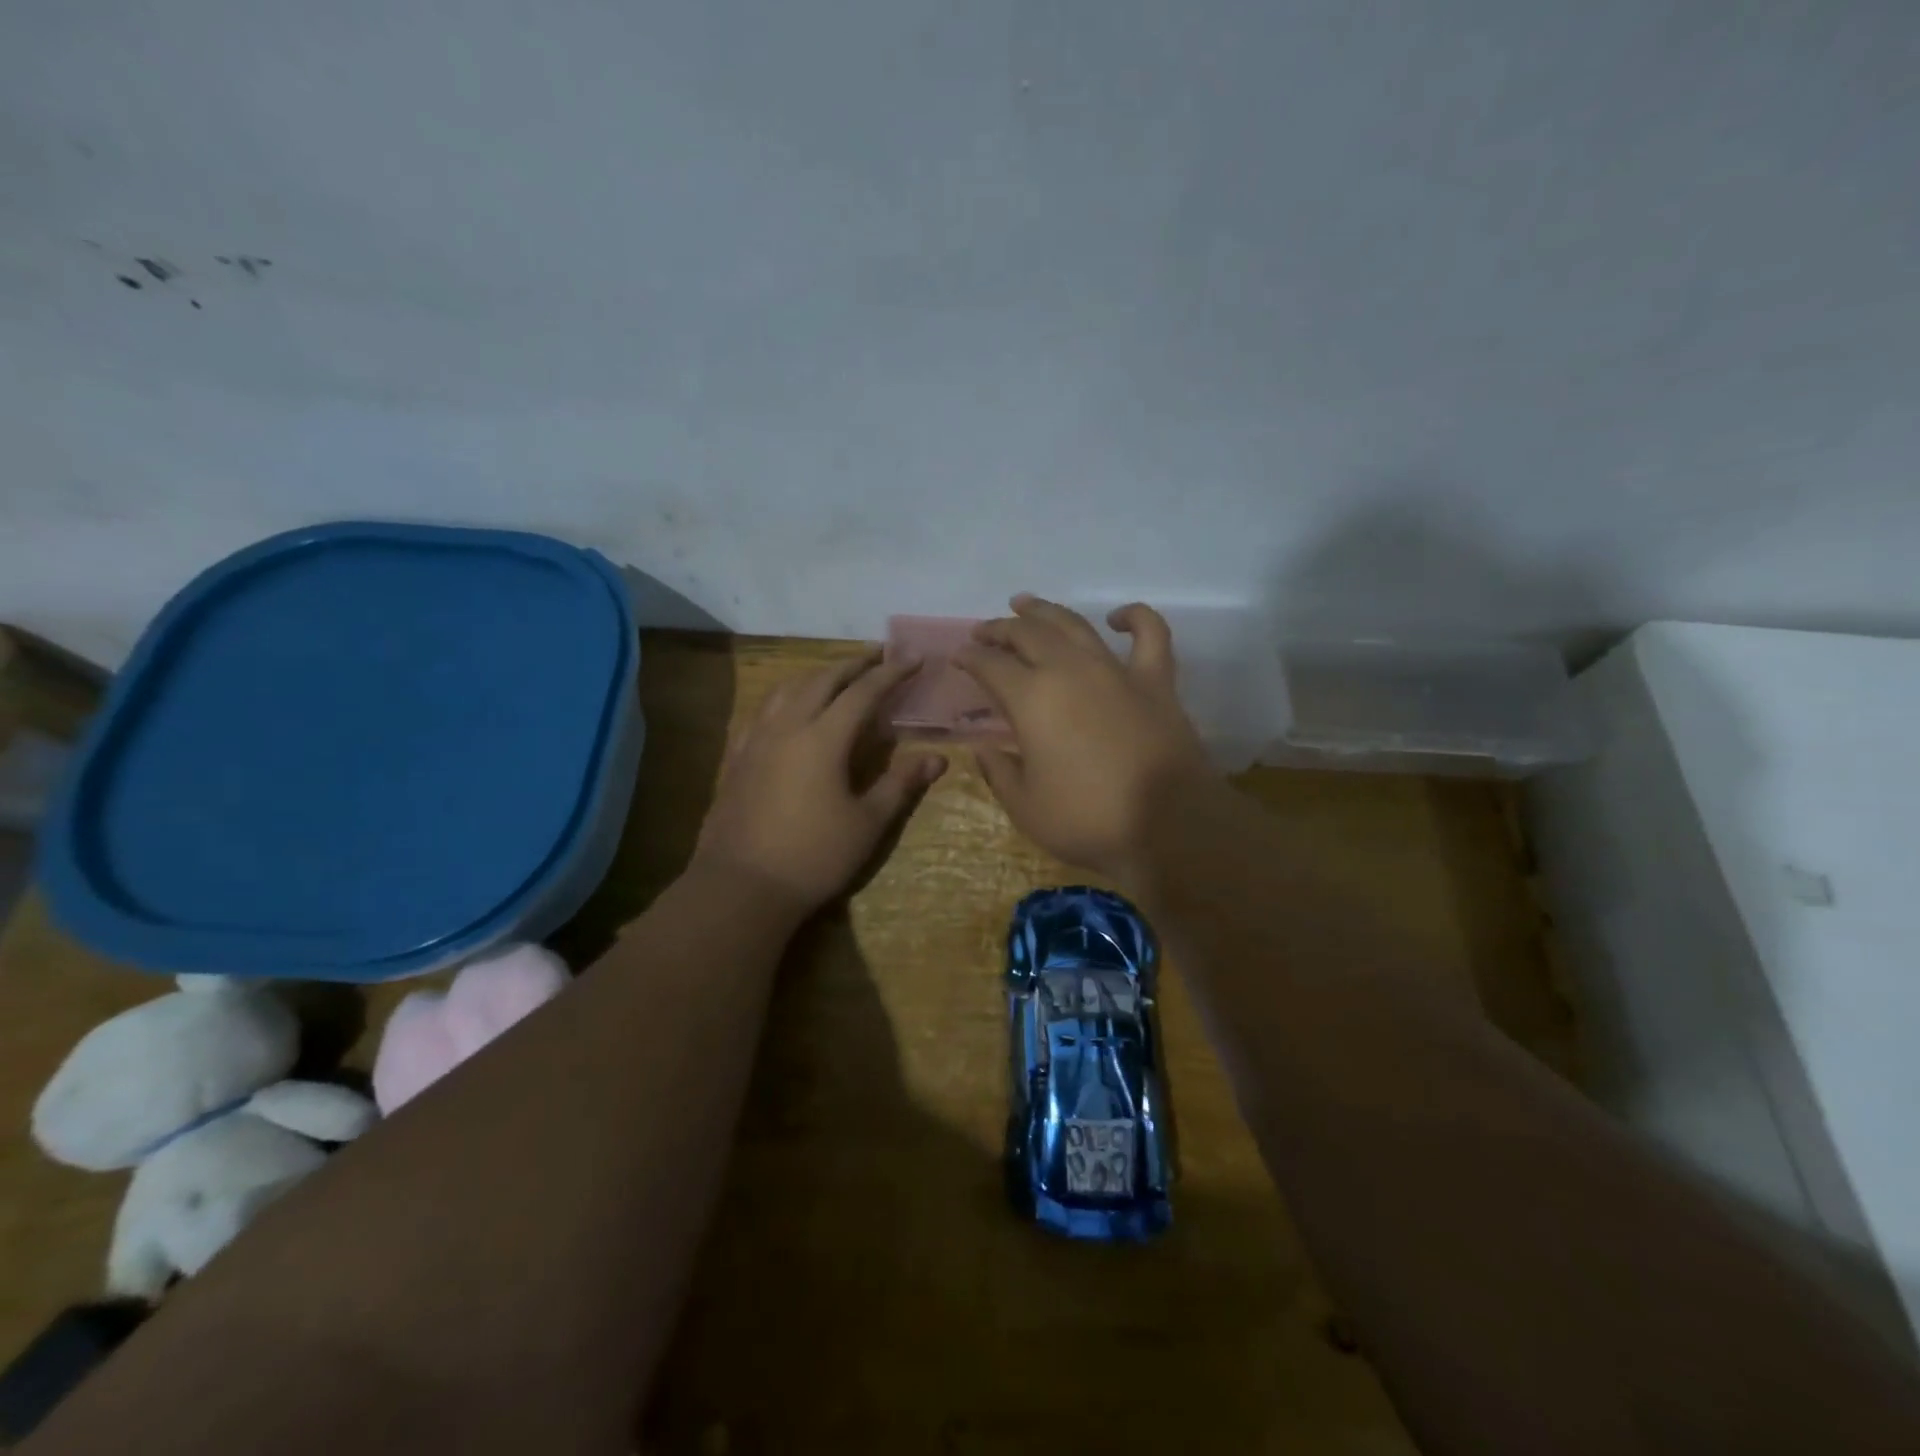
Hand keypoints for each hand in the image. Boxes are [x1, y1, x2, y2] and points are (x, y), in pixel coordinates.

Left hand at [691, 649, 946, 916]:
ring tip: (836, 676)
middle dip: (853, 665)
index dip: (890, 673)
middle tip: (878, 657)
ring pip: (787, 689)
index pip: (863, 692)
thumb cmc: (814, 856)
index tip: (913, 658)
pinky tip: (789, 710)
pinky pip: (763, 711)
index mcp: (823, 738)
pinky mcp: (737, 757)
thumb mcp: (868, 823)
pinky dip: (785, 697)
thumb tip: (938, 758)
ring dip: (817, 675)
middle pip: (822, 680)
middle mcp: (787, 726)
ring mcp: (756, 740)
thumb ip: (900, 784)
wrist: (741, 886)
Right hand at [955, 595, 1216, 884]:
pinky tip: (1119, 617)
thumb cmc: (1088, 820)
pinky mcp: (1156, 681)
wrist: (1169, 826)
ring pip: (1074, 624)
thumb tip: (984, 749)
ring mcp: (1116, 670)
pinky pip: (1150, 634)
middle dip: (1000, 629)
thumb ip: (999, 772)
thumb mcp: (1025, 807)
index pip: (990, 665)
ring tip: (1025, 604)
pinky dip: (1136, 617)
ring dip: (1045, 611)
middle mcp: (1070, 670)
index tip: (958, 656)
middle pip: (1028, 634)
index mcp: (1032, 699)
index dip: (970, 657)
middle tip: (984, 631)